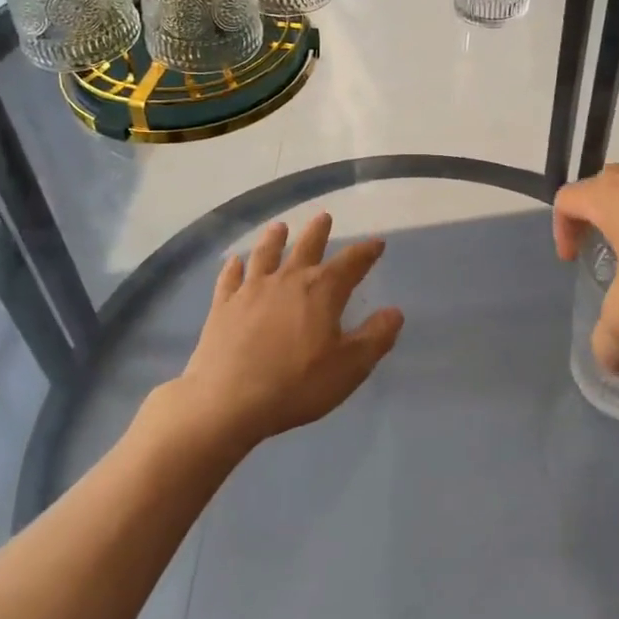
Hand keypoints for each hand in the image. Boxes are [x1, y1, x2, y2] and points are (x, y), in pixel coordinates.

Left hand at [178, 212, 403, 445]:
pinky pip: (230, 279)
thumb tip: (395, 312)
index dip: (366, 252)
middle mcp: (288, 280)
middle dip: (318, 232)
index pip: (351, 263)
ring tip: (279, 227)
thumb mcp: (350, 367)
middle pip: (306, 247)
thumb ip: (375, 337)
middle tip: (324, 216)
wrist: (227, 401)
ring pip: (266, 254)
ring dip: (274, 239)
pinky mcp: (223, 306)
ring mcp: (251, 290)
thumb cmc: (296, 384)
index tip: (376, 242)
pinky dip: (233, 268)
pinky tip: (234, 262)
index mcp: (322, 290)